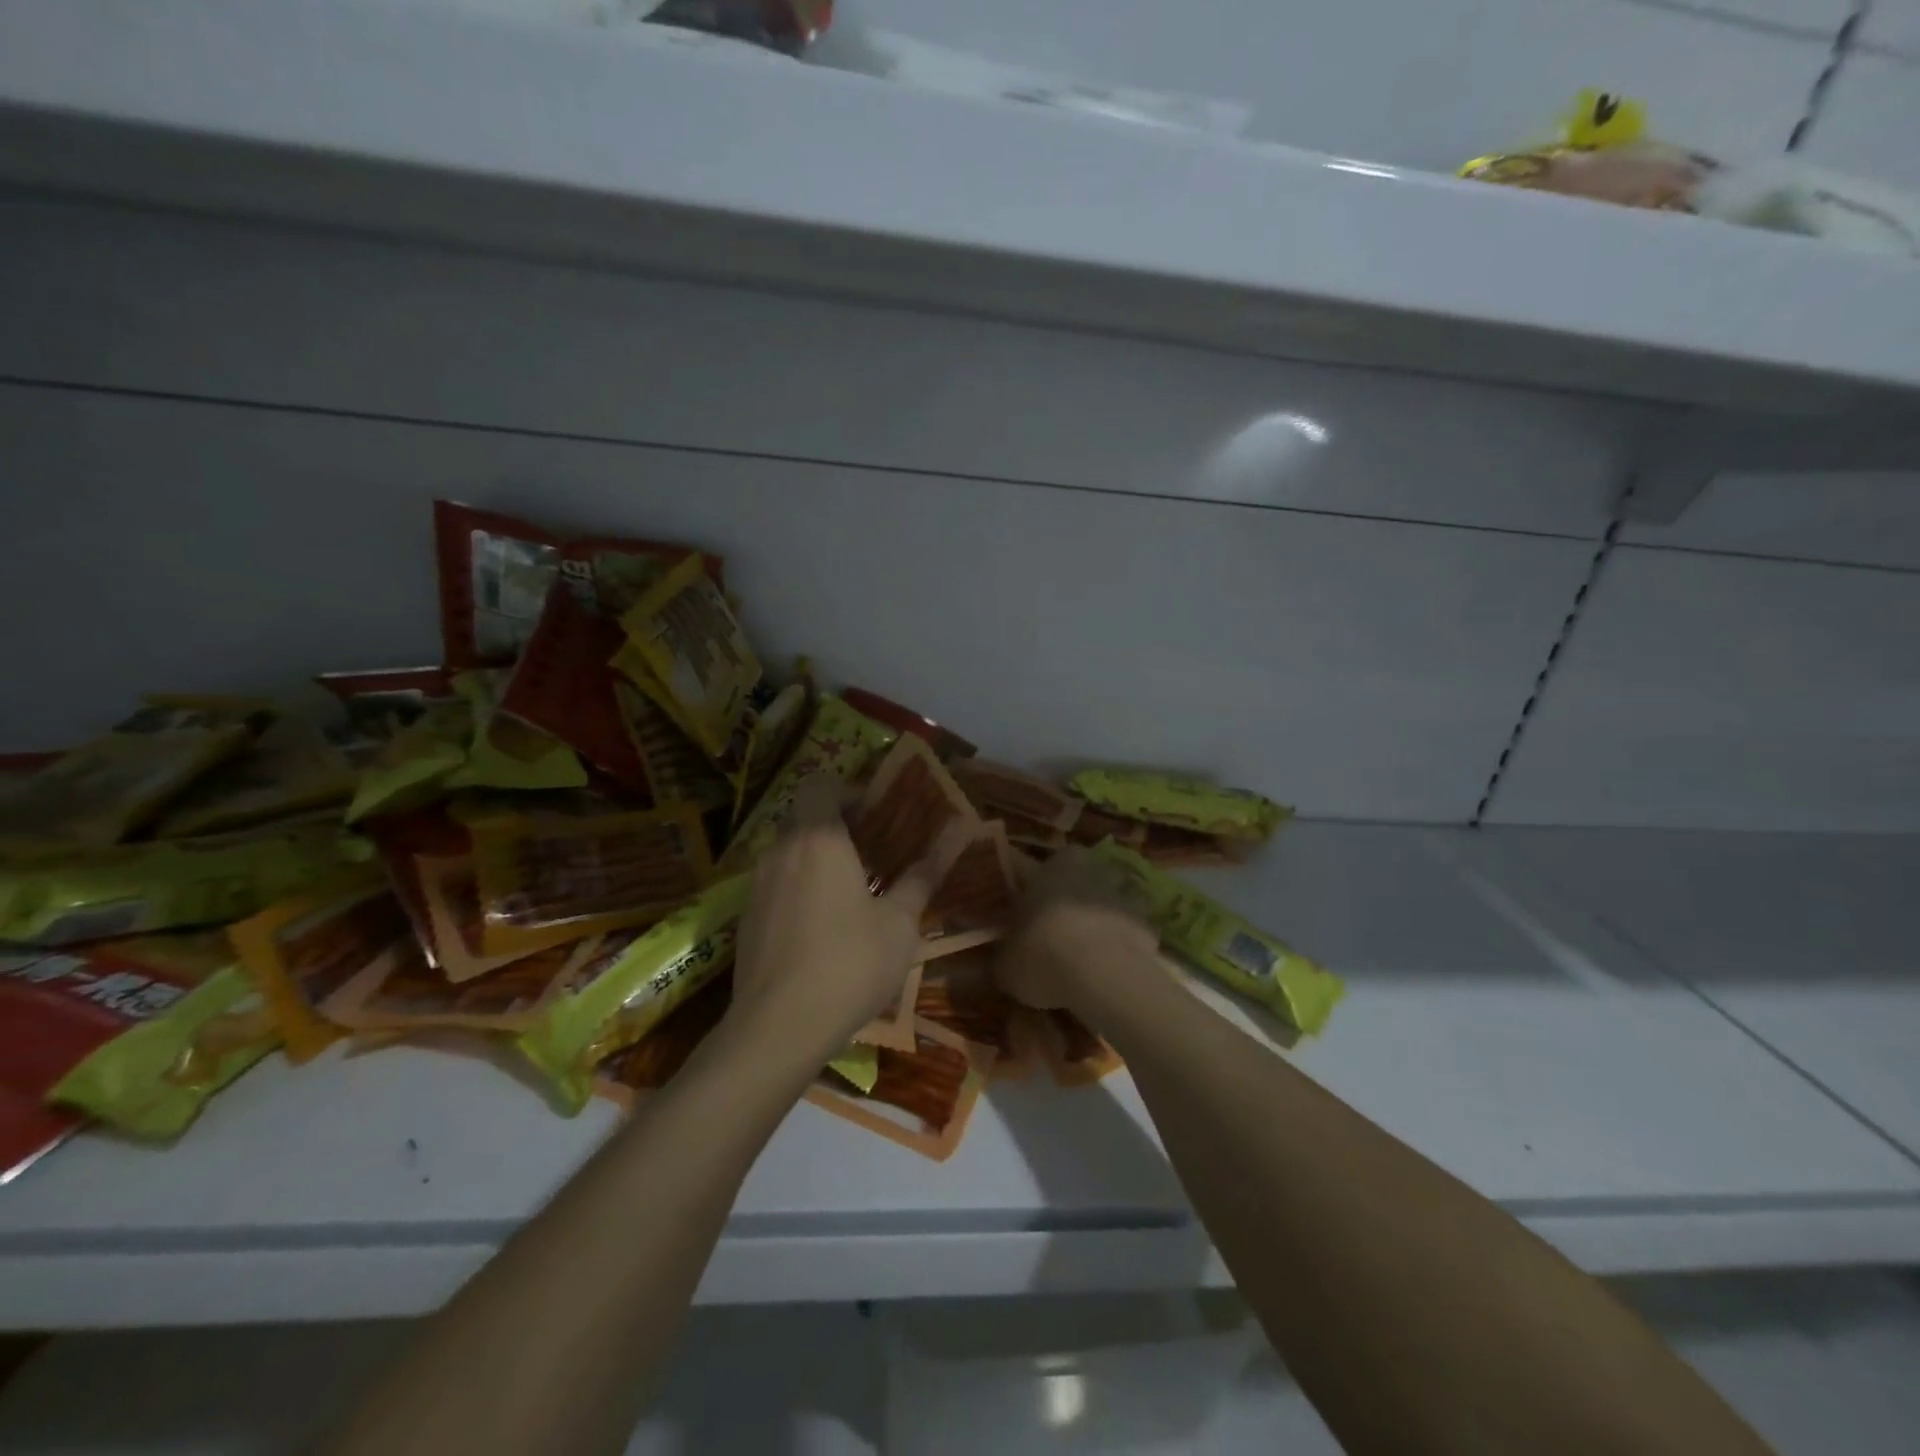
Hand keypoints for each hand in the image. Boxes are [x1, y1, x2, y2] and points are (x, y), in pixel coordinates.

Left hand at [730, 775, 937, 1061]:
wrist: (777, 1028)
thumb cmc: (850, 964)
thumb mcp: (900, 922)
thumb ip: (923, 874)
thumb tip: (958, 832)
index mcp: (819, 839)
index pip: (820, 783)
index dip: (848, 790)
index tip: (876, 816)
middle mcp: (781, 850)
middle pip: (804, 816)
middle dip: (837, 825)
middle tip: (872, 853)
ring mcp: (757, 884)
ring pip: (789, 851)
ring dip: (817, 858)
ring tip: (851, 892)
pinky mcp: (746, 917)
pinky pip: (776, 883)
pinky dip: (798, 887)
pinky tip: (822, 928)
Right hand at [992, 849, 1162, 1014]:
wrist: (1106, 975)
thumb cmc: (1044, 955)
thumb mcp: (1005, 966)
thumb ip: (1000, 959)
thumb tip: (996, 964)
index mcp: (1048, 867)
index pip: (1029, 870)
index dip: (1023, 893)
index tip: (1018, 915)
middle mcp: (1087, 868)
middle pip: (1071, 880)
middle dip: (1062, 900)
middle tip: (1050, 932)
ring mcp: (1121, 892)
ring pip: (1102, 901)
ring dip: (1093, 919)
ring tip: (1081, 955)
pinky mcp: (1147, 920)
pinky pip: (1126, 929)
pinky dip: (1119, 943)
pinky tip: (1108, 970)